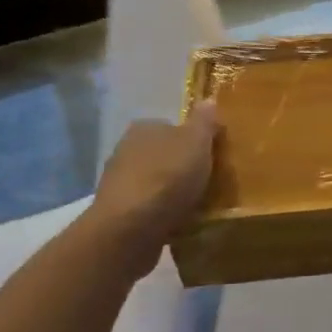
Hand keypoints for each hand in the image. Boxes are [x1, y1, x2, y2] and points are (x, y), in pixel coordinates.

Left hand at [91, 101, 218, 253]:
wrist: (129, 230)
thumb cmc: (167, 178)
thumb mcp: (196, 142)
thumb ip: (204, 122)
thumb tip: (208, 100)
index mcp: (144, 128)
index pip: (172, 127)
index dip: (194, 140)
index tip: (212, 157)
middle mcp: (126, 151)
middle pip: (164, 156)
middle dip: (183, 168)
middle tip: (210, 183)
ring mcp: (120, 185)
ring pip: (157, 183)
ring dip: (174, 193)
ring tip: (199, 207)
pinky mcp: (119, 215)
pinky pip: (150, 210)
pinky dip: (164, 215)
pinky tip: (180, 224)